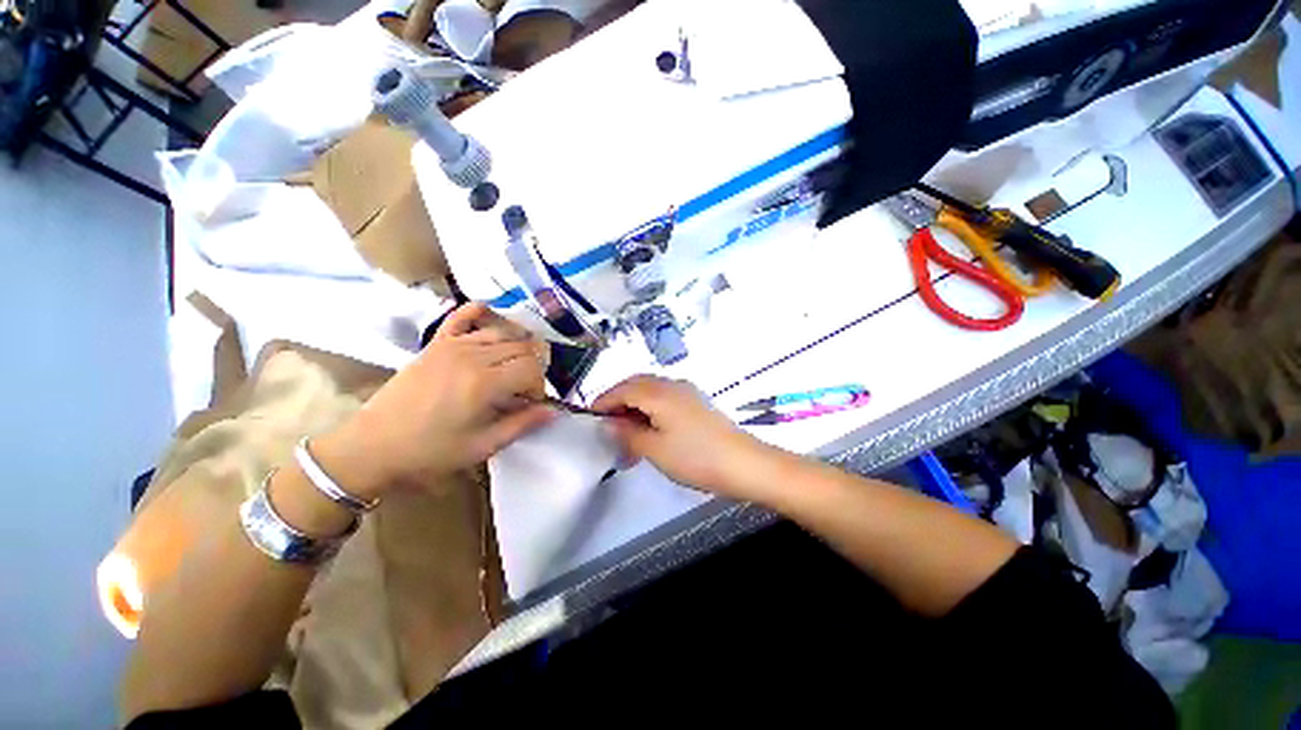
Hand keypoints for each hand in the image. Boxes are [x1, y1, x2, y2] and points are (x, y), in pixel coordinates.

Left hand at [313, 304, 553, 497]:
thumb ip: (521, 425)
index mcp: (484, 383)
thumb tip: (552, 411)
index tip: (530, 403)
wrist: (373, 445)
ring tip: (513, 367)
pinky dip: (480, 313)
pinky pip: (463, 317)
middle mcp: (472, 356)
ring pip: (502, 333)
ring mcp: (452, 345)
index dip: (540, 385)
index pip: (532, 368)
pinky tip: (490, 316)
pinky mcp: (436, 343)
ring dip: (516, 346)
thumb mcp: (481, 446)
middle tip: (523, 389)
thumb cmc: (430, 451)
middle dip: (532, 367)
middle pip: (522, 347)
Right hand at [593, 375, 774, 501]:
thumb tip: (608, 422)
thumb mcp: (655, 449)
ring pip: (651, 390)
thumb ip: (628, 433)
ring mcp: (687, 392)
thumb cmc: (696, 457)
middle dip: (618, 400)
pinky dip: (650, 408)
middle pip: (636, 384)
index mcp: (659, 393)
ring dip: (635, 405)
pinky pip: (665, 398)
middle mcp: (672, 385)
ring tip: (627, 431)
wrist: (743, 463)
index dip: (604, 401)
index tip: (590, 417)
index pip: (622, 389)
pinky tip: (650, 428)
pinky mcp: (696, 403)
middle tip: (607, 424)